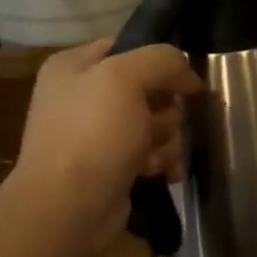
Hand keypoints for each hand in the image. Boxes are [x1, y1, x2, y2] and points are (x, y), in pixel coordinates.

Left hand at [12, 39, 202, 244]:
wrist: (67, 209)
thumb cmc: (92, 134)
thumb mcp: (126, 78)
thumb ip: (163, 60)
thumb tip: (188, 75)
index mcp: (73, 66)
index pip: (129, 47)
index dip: (160, 63)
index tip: (183, 82)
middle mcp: (82, 96)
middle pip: (149, 88)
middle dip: (164, 110)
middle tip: (155, 126)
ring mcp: (96, 134)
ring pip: (156, 122)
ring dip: (165, 139)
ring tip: (154, 157)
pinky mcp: (111, 166)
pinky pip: (150, 152)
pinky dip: (160, 161)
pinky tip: (161, 173)